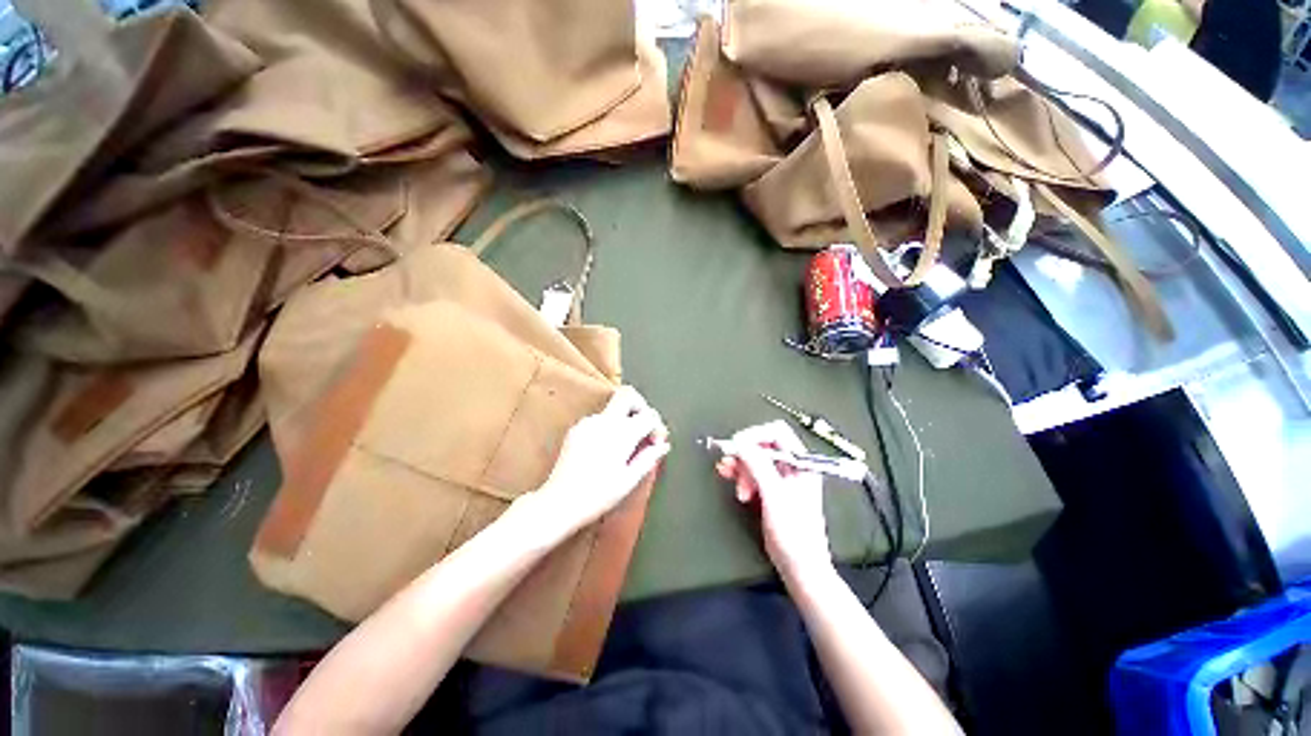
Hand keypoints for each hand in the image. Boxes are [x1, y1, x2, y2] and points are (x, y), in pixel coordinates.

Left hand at [533, 386, 669, 536]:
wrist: (559, 502)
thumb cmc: (596, 496)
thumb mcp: (629, 480)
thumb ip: (648, 458)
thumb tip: (663, 446)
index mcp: (621, 434)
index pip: (649, 415)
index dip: (658, 427)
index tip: (657, 443)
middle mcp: (604, 421)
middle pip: (629, 395)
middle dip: (642, 407)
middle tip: (645, 428)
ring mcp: (588, 422)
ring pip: (614, 407)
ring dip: (626, 418)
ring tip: (628, 444)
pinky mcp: (576, 429)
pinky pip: (600, 418)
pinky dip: (610, 426)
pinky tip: (609, 448)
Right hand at [716, 420, 831, 578]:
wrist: (800, 568)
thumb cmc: (795, 534)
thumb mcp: (774, 496)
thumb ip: (758, 465)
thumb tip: (740, 442)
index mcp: (801, 463)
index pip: (776, 433)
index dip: (755, 435)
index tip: (737, 445)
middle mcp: (792, 467)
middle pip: (762, 445)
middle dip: (745, 456)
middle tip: (732, 468)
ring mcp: (781, 479)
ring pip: (755, 460)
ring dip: (741, 468)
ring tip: (735, 484)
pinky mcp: (771, 490)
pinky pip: (752, 473)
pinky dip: (741, 476)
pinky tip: (734, 483)